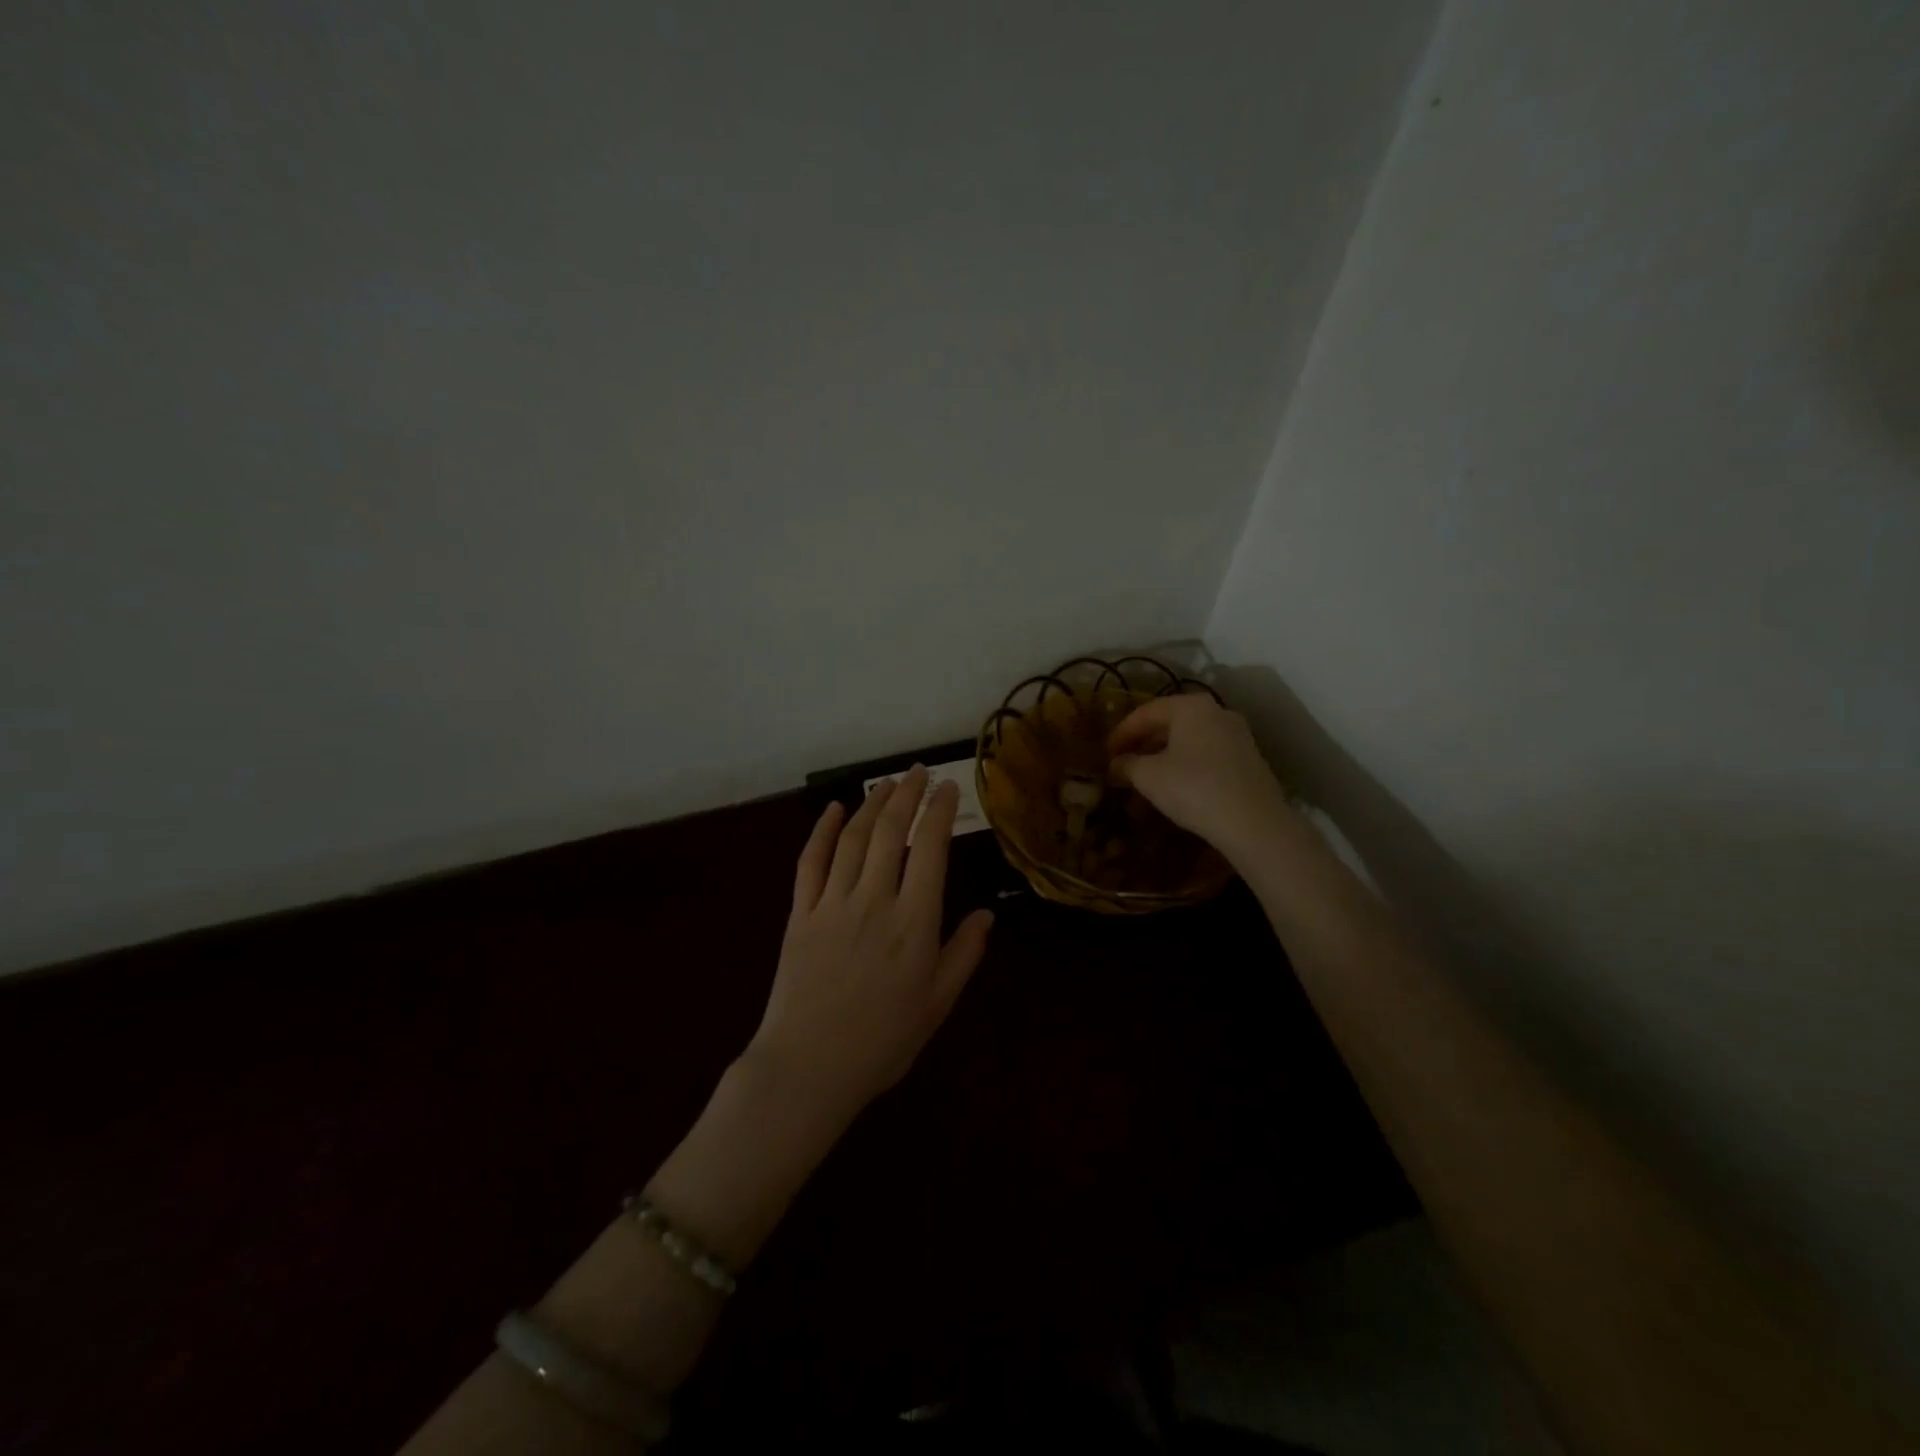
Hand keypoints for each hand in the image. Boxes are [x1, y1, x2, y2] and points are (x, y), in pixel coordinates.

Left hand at [745, 767, 993, 1127]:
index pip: (930, 849)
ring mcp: (832, 903)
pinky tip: (832, 810)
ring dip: (871, 804)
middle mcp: (874, 900)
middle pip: (890, 832)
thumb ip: (963, 955)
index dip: (940, 812)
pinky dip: (821, 831)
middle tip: (919, 772)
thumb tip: (988, 915)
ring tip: (887, 783)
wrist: (807, 1069)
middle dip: (907, 795)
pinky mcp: (800, 914)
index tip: (949, 789)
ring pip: (853, 838)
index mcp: (914, 922)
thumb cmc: (881, 1042)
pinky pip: (810, 862)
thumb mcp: (937, 1005)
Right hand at [1108, 693, 1292, 860]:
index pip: (1145, 713)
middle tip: (1123, 765)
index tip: (1105, 755)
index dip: (1120, 733)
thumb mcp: (1149, 777)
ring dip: (1163, 756)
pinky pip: (1207, 754)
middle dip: (1143, 744)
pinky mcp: (1248, 759)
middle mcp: (1217, 712)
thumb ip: (1127, 764)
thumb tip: (1116, 764)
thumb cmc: (1194, 789)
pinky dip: (1186, 765)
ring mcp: (1237, 735)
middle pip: (1169, 723)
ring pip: (1189, 740)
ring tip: (1145, 778)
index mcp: (1190, 707)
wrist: (1254, 823)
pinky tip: (1175, 786)